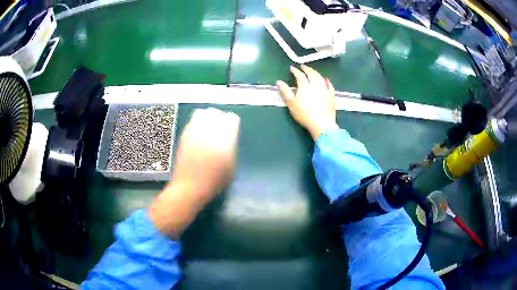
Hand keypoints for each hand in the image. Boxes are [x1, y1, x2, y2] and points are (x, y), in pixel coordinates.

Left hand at [149, 108, 239, 236]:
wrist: (190, 187)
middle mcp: (210, 133)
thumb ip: (231, 148)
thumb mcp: (231, 167)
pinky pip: (192, 121)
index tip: (232, 127)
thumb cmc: (214, 182)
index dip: (232, 122)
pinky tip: (198, 130)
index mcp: (225, 141)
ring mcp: (195, 133)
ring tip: (208, 126)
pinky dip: (197, 122)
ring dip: (208, 117)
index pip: (231, 119)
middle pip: (216, 113)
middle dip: (220, 118)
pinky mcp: (185, 136)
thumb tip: (230, 137)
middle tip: (220, 126)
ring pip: (203, 113)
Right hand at [277, 65, 336, 140]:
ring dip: (316, 73)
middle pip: (311, 74)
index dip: (295, 71)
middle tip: (303, 66)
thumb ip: (285, 91)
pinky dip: (327, 81)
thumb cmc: (304, 114)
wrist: (322, 124)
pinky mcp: (332, 96)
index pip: (300, 75)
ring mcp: (325, 90)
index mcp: (305, 86)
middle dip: (307, 69)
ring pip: (320, 77)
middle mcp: (316, 85)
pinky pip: (330, 85)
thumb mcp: (291, 103)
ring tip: (312, 71)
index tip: (292, 68)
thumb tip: (278, 81)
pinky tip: (326, 79)